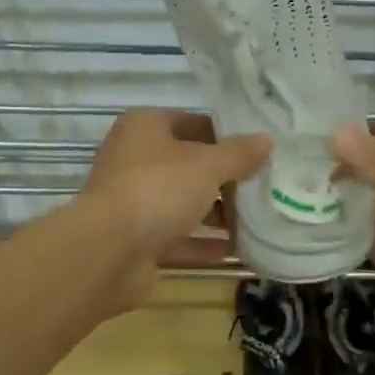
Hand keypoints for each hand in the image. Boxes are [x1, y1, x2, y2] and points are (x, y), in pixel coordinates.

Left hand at [82, 109, 268, 307]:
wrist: (107, 252)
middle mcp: (134, 158)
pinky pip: (176, 236)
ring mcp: (133, 200)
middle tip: (262, 186)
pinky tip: (236, 249)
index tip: (258, 150)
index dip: (226, 135)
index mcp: (145, 127)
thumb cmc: (158, 189)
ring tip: (256, 219)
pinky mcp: (135, 239)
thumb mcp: (207, 165)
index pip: (193, 122)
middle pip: (188, 164)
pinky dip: (202, 242)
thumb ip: (238, 154)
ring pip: (181, 201)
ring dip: (215, 212)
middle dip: (224, 178)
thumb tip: (266, 139)